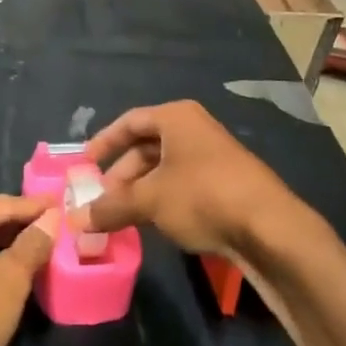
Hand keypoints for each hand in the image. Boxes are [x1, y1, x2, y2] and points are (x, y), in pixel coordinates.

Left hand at [0, 195, 57, 345]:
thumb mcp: (10, 280)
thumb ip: (33, 244)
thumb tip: (49, 220)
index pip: (4, 205)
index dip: (36, 208)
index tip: (62, 205)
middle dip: (18, 226)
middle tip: (52, 228)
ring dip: (1, 245)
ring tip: (34, 249)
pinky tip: (2, 271)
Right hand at [81, 100, 301, 257]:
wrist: (269, 227)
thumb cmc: (202, 196)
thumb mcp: (150, 201)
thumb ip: (111, 207)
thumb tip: (76, 220)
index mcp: (176, 118)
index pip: (130, 122)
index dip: (104, 141)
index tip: (85, 164)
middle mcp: (194, 129)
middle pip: (147, 146)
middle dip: (122, 174)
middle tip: (103, 199)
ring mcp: (213, 156)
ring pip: (165, 169)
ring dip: (141, 191)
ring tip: (123, 216)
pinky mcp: (226, 183)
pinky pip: (183, 184)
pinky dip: (163, 199)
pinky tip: (153, 224)